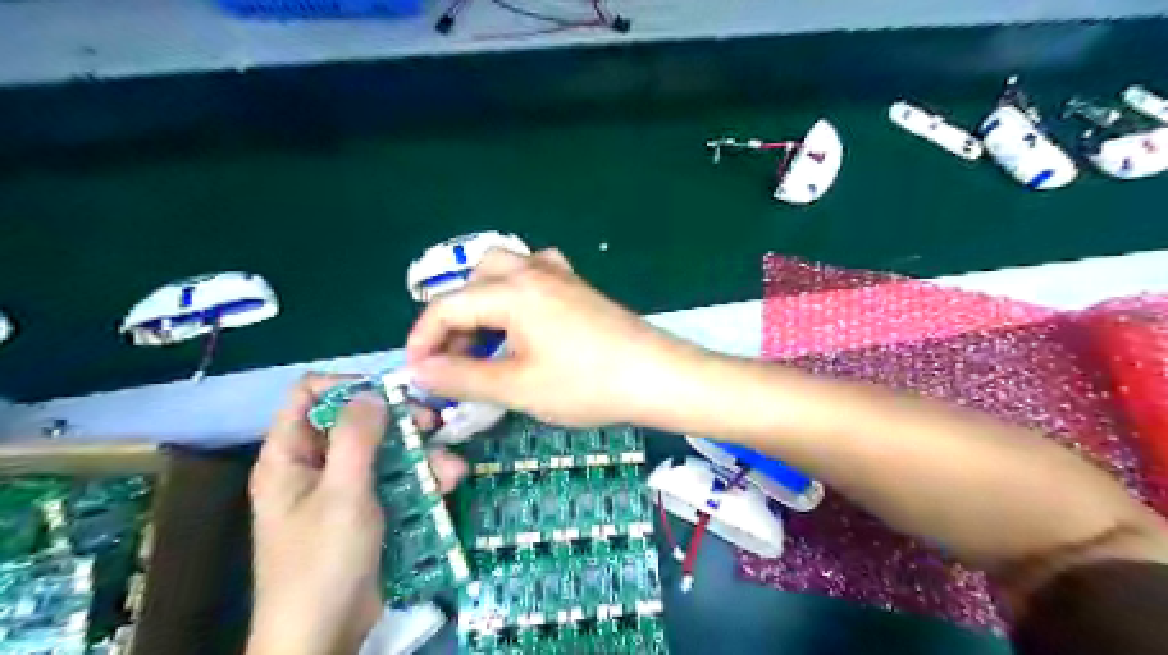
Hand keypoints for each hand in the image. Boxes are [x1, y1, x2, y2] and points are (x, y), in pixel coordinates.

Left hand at [249, 374, 469, 654]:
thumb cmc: (323, 560)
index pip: (310, 395)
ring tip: (451, 467)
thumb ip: (357, 437)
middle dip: (399, 422)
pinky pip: (396, 480)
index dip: (348, 386)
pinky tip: (449, 482)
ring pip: (385, 452)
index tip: (389, 396)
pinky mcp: (368, 510)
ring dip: (421, 454)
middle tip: (433, 424)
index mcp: (290, 455)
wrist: (325, 634)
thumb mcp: (342, 493)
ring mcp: (344, 489)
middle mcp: (315, 465)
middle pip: (357, 421)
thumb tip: (372, 393)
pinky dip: (422, 479)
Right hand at [408, 248, 692, 425]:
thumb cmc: (586, 384)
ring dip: (485, 301)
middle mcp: (532, 271)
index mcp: (511, 291)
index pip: (447, 306)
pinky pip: (535, 274)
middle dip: (455, 316)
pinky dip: (517, 294)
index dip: (423, 339)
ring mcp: (560, 275)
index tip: (419, 374)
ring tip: (491, 342)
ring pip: (504, 270)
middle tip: (460, 358)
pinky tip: (527, 323)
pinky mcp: (579, 287)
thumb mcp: (517, 387)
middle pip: (474, 279)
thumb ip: (462, 377)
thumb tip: (420, 371)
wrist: (657, 376)